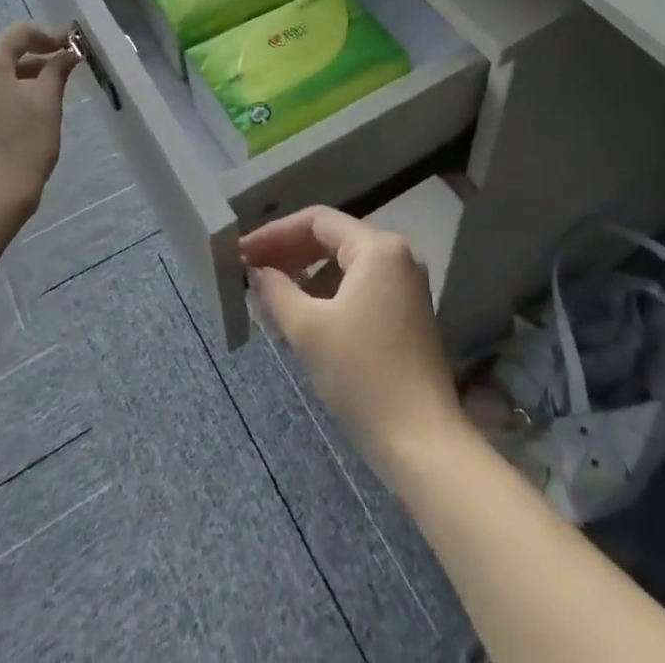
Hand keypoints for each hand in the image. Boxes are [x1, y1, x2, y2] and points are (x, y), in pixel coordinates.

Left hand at [0, 23, 78, 228]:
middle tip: (54, 83)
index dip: (48, 36)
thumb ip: (57, 71)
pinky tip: (4, 141)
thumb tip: (67, 53)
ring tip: (30, 115)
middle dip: (29, 67)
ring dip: (8, 92)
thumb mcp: (48, 104)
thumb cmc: (22, 146)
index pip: (19, 34)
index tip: (68, 50)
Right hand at [242, 206, 469, 484]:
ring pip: (345, 265)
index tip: (242, 252)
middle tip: (250, 271)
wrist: (423, 442)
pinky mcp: (407, 312)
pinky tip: (302, 315)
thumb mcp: (308, 330)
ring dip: (306, 275)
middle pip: (332, 239)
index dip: (275, 233)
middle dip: (289, 253)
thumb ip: (276, 290)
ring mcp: (406, 284)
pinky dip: (328, 294)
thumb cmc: (362, 376)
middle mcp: (397, 255)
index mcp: (377, 247)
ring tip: (269, 295)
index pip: (317, 221)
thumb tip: (256, 271)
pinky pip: (359, 287)